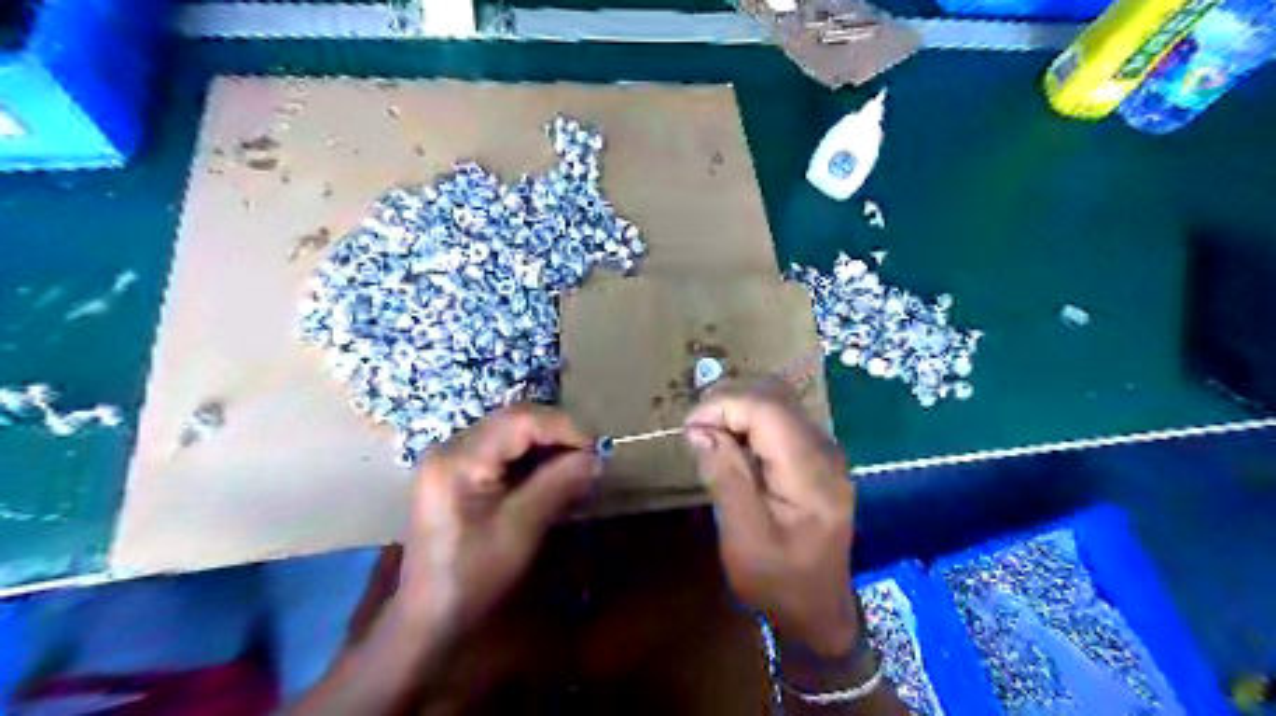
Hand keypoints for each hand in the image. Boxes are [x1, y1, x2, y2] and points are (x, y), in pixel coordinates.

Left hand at [399, 405, 597, 634]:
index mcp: (459, 459)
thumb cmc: (473, 577)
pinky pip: (501, 450)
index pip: (519, 420)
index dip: (562, 427)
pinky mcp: (457, 473)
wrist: (430, 618)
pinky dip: (531, 458)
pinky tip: (551, 475)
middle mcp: (451, 447)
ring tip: (576, 464)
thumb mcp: (520, 530)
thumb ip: (557, 485)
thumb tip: (597, 457)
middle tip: (589, 456)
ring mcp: (451, 459)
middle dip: (556, 433)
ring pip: (510, 433)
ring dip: (546, 444)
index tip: (596, 449)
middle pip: (513, 420)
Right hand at [682, 389, 849, 658]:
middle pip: (775, 398)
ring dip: (737, 409)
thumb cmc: (779, 582)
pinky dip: (750, 421)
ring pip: (778, 403)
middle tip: (695, 431)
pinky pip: (781, 420)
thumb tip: (700, 430)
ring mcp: (826, 451)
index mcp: (812, 474)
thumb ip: (725, 479)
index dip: (724, 406)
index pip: (768, 410)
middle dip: (728, 403)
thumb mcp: (743, 539)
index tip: (690, 429)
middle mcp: (826, 452)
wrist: (819, 610)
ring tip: (708, 434)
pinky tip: (731, 443)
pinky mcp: (817, 456)